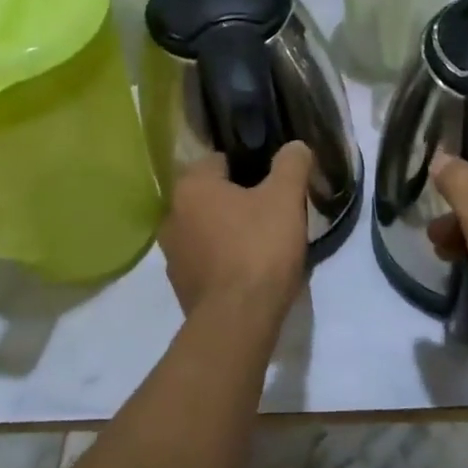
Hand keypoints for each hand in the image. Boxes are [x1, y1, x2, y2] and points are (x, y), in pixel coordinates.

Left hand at [159, 143, 313, 321]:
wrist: (238, 320)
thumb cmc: (259, 247)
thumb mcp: (286, 198)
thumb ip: (291, 164)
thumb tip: (295, 146)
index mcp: (191, 187)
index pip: (219, 160)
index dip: (250, 167)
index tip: (273, 182)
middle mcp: (172, 216)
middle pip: (212, 196)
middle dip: (239, 201)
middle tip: (273, 211)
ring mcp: (173, 255)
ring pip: (207, 229)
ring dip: (229, 231)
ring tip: (264, 243)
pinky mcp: (181, 286)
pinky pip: (206, 260)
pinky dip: (224, 261)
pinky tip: (250, 271)